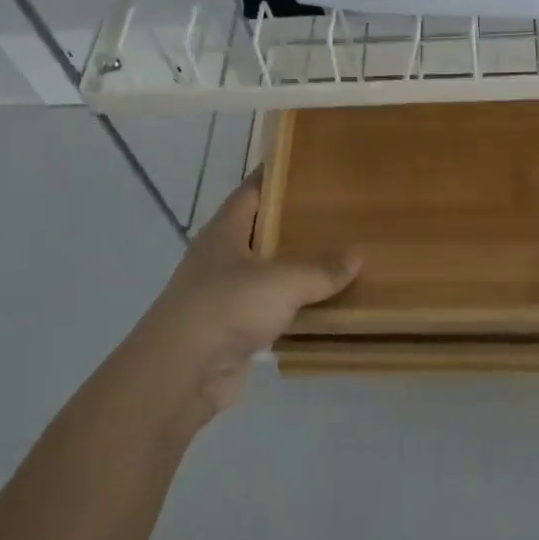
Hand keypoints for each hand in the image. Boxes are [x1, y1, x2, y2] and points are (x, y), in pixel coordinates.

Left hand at [128, 172, 360, 423]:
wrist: (180, 375)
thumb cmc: (225, 308)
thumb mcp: (282, 281)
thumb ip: (321, 269)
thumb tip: (358, 255)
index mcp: (224, 231)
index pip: (252, 190)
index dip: (277, 175)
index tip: (309, 164)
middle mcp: (221, 258)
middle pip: (261, 230)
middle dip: (294, 222)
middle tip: (338, 211)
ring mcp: (223, 295)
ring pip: (267, 272)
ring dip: (295, 267)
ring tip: (339, 255)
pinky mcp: (231, 329)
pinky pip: (270, 309)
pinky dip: (293, 306)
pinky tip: (323, 304)